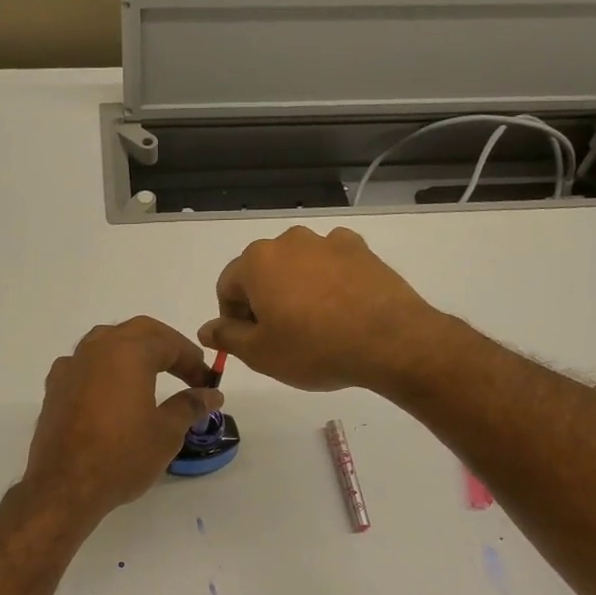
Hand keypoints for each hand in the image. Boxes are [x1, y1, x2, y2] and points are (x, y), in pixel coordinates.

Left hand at [23, 317, 223, 525]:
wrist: (64, 487)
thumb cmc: (122, 456)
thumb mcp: (166, 432)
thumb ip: (190, 406)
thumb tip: (211, 394)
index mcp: (128, 352)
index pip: (169, 343)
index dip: (192, 360)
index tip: (206, 382)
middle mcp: (96, 349)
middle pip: (137, 332)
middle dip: (165, 346)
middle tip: (185, 370)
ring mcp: (71, 366)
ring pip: (107, 343)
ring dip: (133, 352)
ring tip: (151, 376)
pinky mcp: (55, 388)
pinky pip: (86, 365)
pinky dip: (106, 370)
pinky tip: (113, 393)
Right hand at [200, 226, 442, 392]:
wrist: (389, 341)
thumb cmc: (314, 349)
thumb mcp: (260, 353)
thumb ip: (227, 337)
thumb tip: (206, 329)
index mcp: (257, 261)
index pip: (227, 287)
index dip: (233, 318)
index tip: (251, 343)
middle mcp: (289, 241)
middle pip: (262, 272)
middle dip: (264, 301)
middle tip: (282, 338)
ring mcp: (328, 241)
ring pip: (297, 267)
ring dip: (296, 290)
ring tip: (315, 326)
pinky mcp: (361, 249)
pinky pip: (331, 265)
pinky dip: (328, 282)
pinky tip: (341, 311)